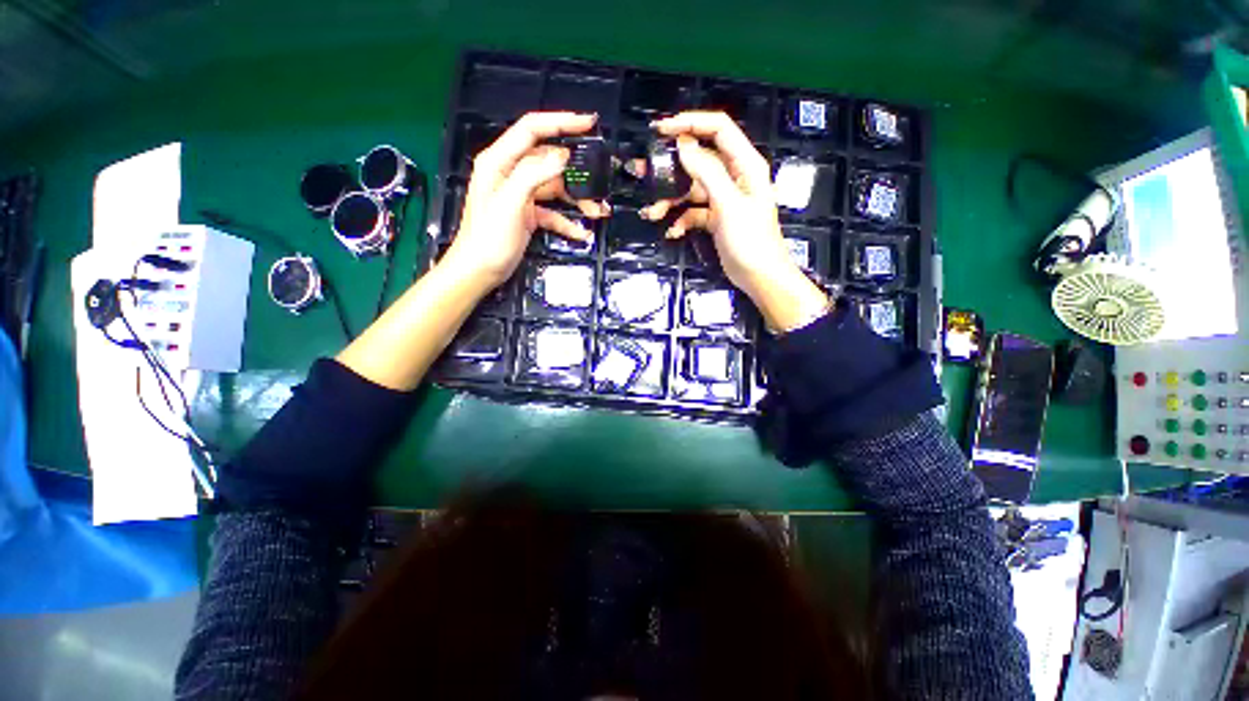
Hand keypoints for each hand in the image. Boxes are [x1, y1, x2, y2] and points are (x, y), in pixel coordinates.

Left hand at [442, 112, 609, 291]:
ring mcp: (522, 195)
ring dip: (577, 200)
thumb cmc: (489, 237)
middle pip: (549, 161)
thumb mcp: (510, 203)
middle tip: (601, 180)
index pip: (532, 129)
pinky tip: (582, 233)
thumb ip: (533, 175)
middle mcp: (511, 173)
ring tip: (598, 212)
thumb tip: (563, 157)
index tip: (589, 123)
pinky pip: (553, 213)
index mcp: (500, 161)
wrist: (480, 271)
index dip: (560, 122)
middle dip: (576, 171)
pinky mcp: (529, 215)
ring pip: (556, 188)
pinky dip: (567, 222)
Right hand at [649, 112, 828, 331]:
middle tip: (645, 172)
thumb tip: (684, 145)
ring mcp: (723, 199)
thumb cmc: (751, 240)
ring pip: (691, 189)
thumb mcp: (728, 204)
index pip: (718, 129)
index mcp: (745, 164)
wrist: (759, 277)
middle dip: (671, 168)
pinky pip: (693, 212)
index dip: (690, 123)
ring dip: (671, 200)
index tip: (662, 130)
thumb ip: (707, 172)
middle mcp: (733, 177)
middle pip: (699, 160)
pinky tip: (673, 232)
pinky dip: (681, 220)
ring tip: (654, 214)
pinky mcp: (715, 218)